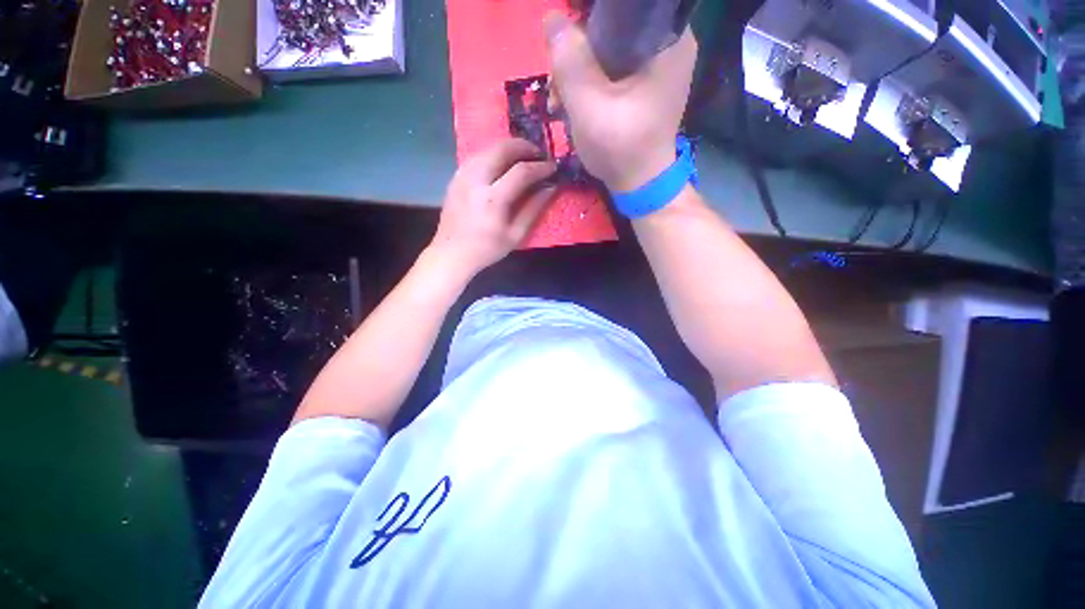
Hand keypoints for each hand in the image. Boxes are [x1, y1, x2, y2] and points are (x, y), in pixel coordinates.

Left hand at [429, 138, 556, 277]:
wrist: (452, 253)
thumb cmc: (487, 248)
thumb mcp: (515, 235)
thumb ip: (533, 209)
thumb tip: (551, 188)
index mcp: (493, 199)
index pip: (521, 172)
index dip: (540, 167)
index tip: (552, 167)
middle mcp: (476, 180)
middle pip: (502, 149)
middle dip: (524, 147)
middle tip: (539, 154)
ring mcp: (462, 175)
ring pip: (488, 148)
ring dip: (508, 148)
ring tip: (523, 157)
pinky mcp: (455, 176)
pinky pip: (477, 156)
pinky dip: (493, 154)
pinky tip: (502, 163)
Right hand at [545, 13, 696, 192]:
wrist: (639, 185)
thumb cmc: (620, 149)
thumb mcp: (589, 106)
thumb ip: (570, 61)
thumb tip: (552, 18)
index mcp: (667, 40)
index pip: (621, 9)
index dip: (586, 23)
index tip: (564, 51)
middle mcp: (669, 43)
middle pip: (613, 27)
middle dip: (578, 53)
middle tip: (557, 85)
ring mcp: (657, 65)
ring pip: (609, 49)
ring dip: (579, 71)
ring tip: (559, 100)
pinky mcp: (646, 84)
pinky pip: (612, 68)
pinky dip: (590, 82)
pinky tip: (573, 103)